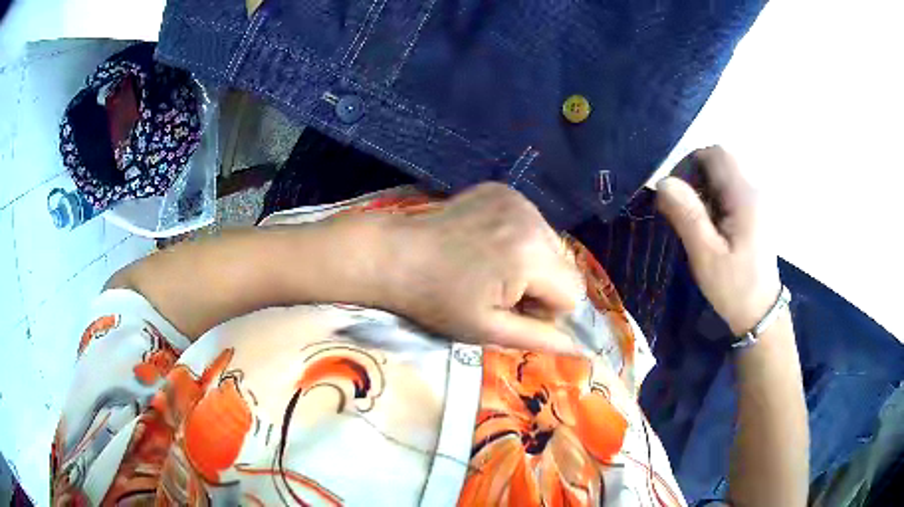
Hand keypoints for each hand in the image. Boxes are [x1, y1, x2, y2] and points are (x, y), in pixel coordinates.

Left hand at [383, 183, 582, 353]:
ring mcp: (518, 200)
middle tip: (500, 291)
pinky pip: (532, 223)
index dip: (546, 310)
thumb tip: (580, 350)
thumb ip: (539, 338)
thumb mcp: (488, 329)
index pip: (573, 293)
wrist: (396, 256)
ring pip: (550, 244)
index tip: (511, 309)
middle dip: (542, 286)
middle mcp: (533, 219)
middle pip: (565, 266)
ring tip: (492, 267)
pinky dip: (519, 239)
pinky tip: (488, 245)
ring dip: (533, 263)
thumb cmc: (438, 301)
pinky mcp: (504, 190)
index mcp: (532, 255)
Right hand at [656, 146, 781, 336]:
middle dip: (695, 176)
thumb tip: (663, 182)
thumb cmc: (735, 287)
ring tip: (694, 220)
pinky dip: (714, 198)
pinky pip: (730, 191)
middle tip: (682, 207)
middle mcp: (753, 190)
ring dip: (704, 188)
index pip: (715, 154)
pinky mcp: (754, 213)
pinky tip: (709, 226)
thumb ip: (687, 216)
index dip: (690, 163)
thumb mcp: (706, 255)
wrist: (761, 313)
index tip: (675, 192)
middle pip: (720, 161)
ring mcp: (756, 201)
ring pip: (724, 175)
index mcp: (744, 196)